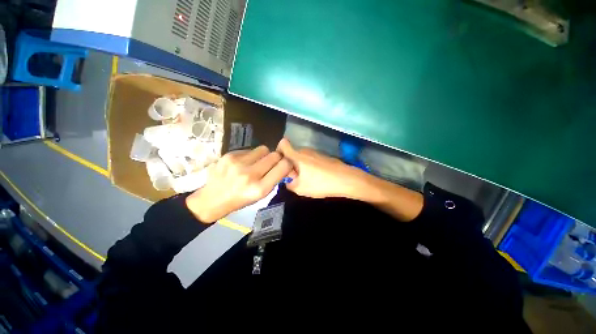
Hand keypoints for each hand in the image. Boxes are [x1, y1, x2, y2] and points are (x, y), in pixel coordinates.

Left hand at [186, 146, 292, 221]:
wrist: (212, 199)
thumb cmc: (240, 200)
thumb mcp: (261, 195)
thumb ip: (274, 179)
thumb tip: (285, 164)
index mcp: (260, 188)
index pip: (284, 166)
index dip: (287, 163)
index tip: (284, 164)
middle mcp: (250, 174)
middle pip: (275, 155)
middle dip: (277, 158)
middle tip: (271, 163)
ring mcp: (238, 163)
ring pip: (263, 149)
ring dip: (264, 155)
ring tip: (256, 162)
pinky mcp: (229, 155)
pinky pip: (250, 149)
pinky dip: (251, 155)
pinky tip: (243, 163)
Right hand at [276, 138, 367, 198]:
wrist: (345, 179)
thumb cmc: (320, 183)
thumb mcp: (300, 188)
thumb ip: (289, 184)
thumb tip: (288, 180)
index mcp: (297, 156)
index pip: (283, 144)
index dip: (278, 152)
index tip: (280, 164)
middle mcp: (305, 150)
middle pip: (292, 154)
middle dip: (290, 165)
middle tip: (295, 178)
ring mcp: (315, 152)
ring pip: (301, 157)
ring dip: (300, 166)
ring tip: (307, 179)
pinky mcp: (322, 156)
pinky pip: (310, 159)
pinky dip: (309, 166)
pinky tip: (316, 177)